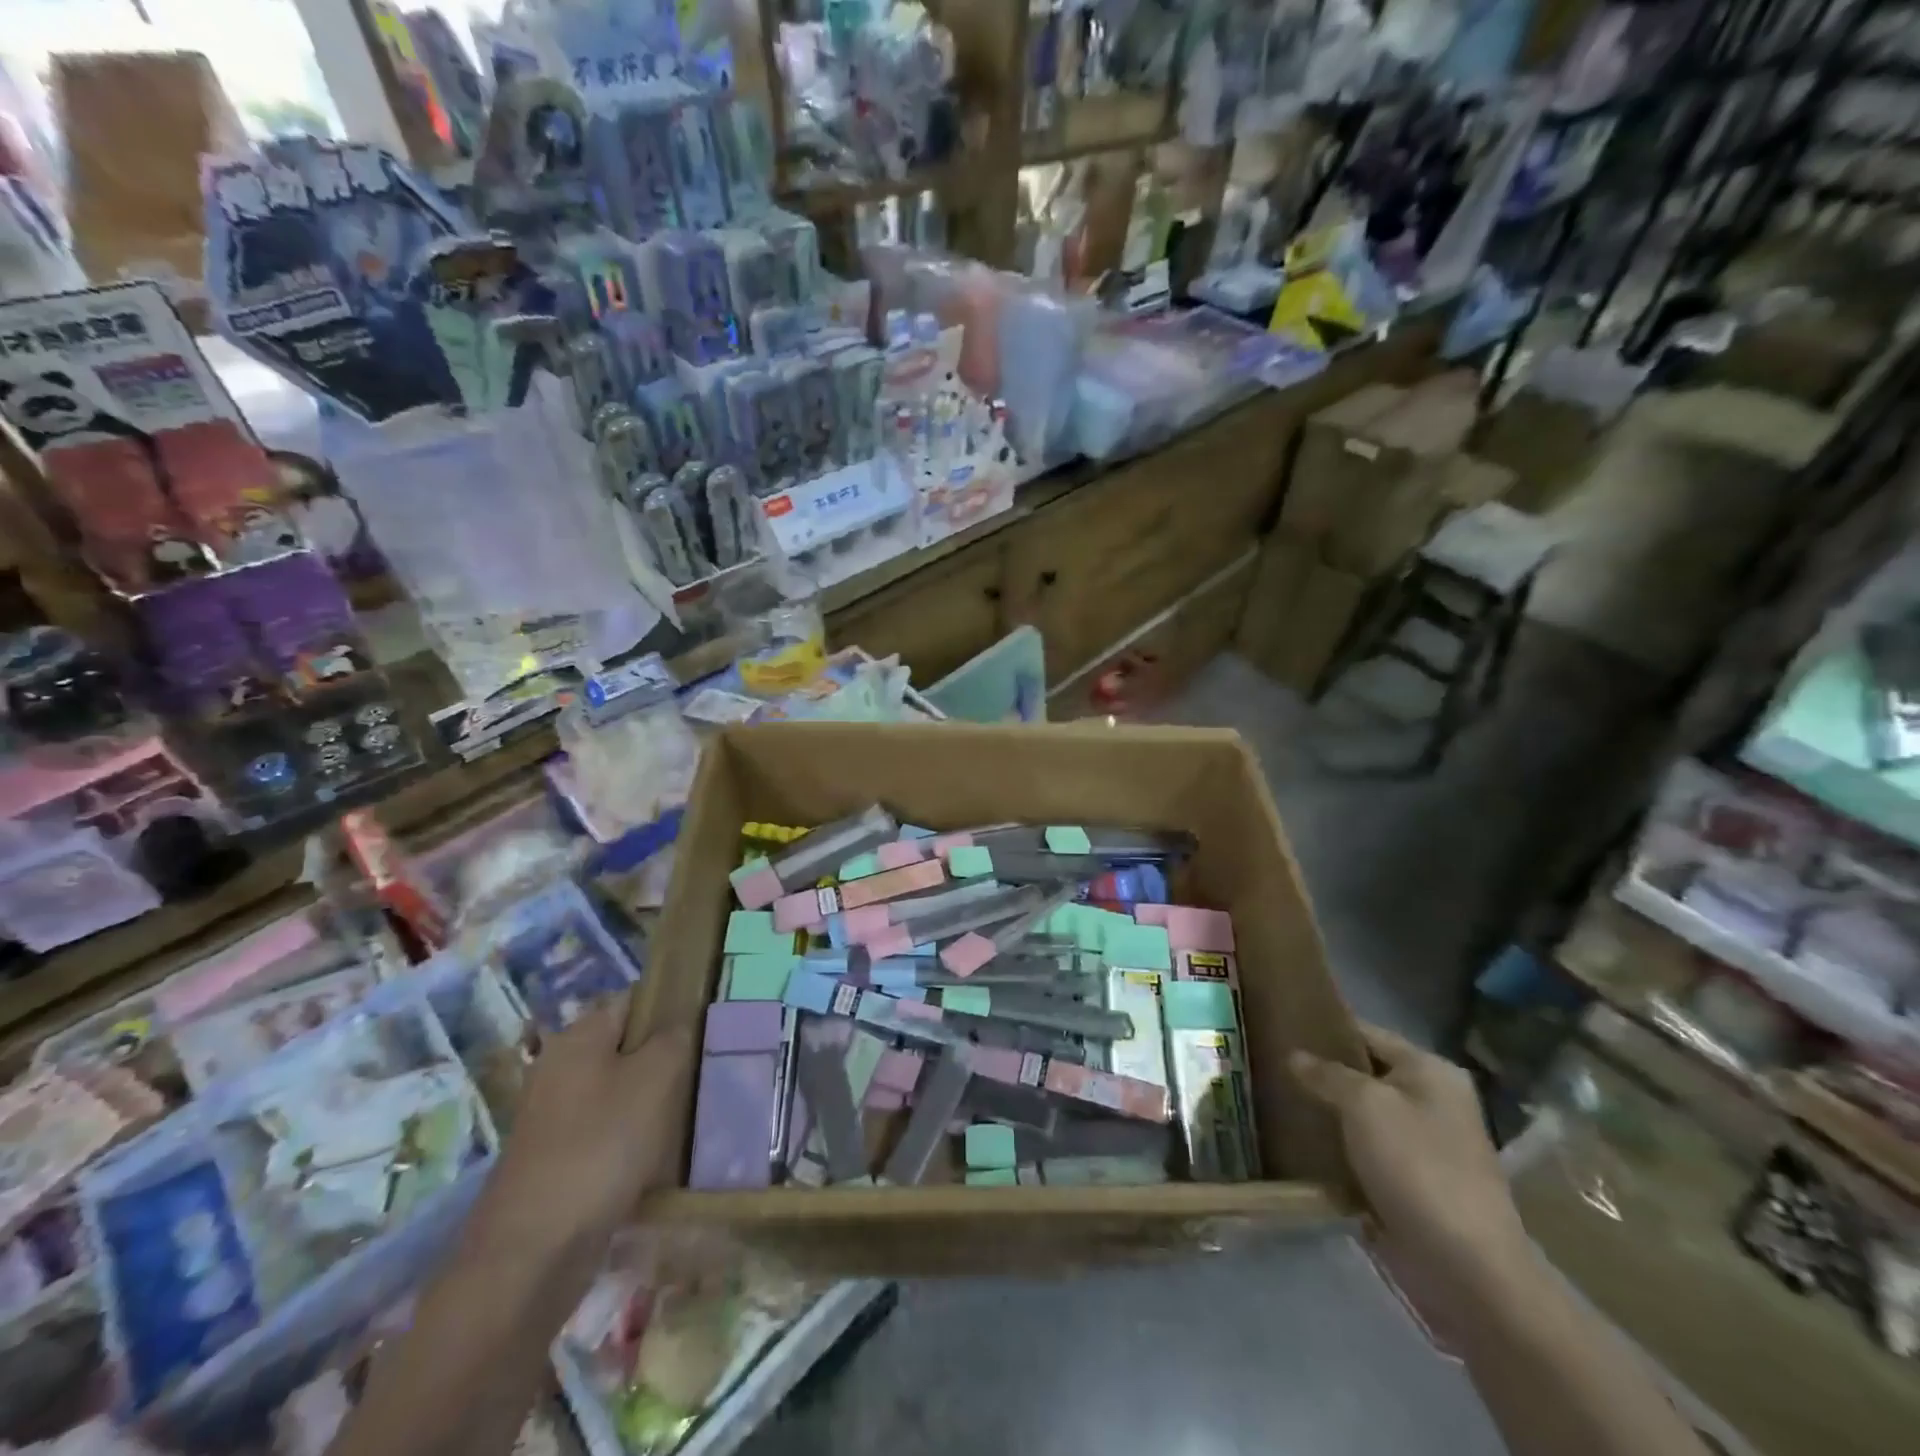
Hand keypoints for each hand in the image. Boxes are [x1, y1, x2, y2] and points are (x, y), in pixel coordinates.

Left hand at [475, 997, 692, 1257]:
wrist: (533, 1251)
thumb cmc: (600, 1146)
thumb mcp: (655, 1077)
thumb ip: (674, 1038)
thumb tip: (679, 1023)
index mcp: (578, 1036)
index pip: (634, 1000)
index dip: (672, 1007)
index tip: (707, 1027)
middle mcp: (560, 1067)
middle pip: (627, 1047)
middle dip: (665, 1059)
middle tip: (706, 1073)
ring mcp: (554, 1116)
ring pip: (619, 1092)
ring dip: (652, 1102)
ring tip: (691, 1115)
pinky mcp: (556, 1159)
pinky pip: (606, 1132)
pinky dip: (632, 1140)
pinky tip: (660, 1156)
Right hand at [1291, 1023, 1527, 1297]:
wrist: (1466, 1268)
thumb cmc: (1418, 1167)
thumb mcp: (1365, 1105)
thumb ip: (1327, 1074)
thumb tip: (1295, 1056)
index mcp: (1431, 1071)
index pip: (1367, 1033)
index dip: (1325, 1027)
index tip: (1280, 1023)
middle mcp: (1431, 1101)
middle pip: (1363, 1074)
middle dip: (1320, 1072)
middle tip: (1268, 1062)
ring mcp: (1423, 1146)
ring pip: (1360, 1116)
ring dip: (1325, 1113)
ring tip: (1273, 1099)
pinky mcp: (1410, 1184)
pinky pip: (1363, 1153)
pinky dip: (1335, 1150)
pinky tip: (1297, 1144)